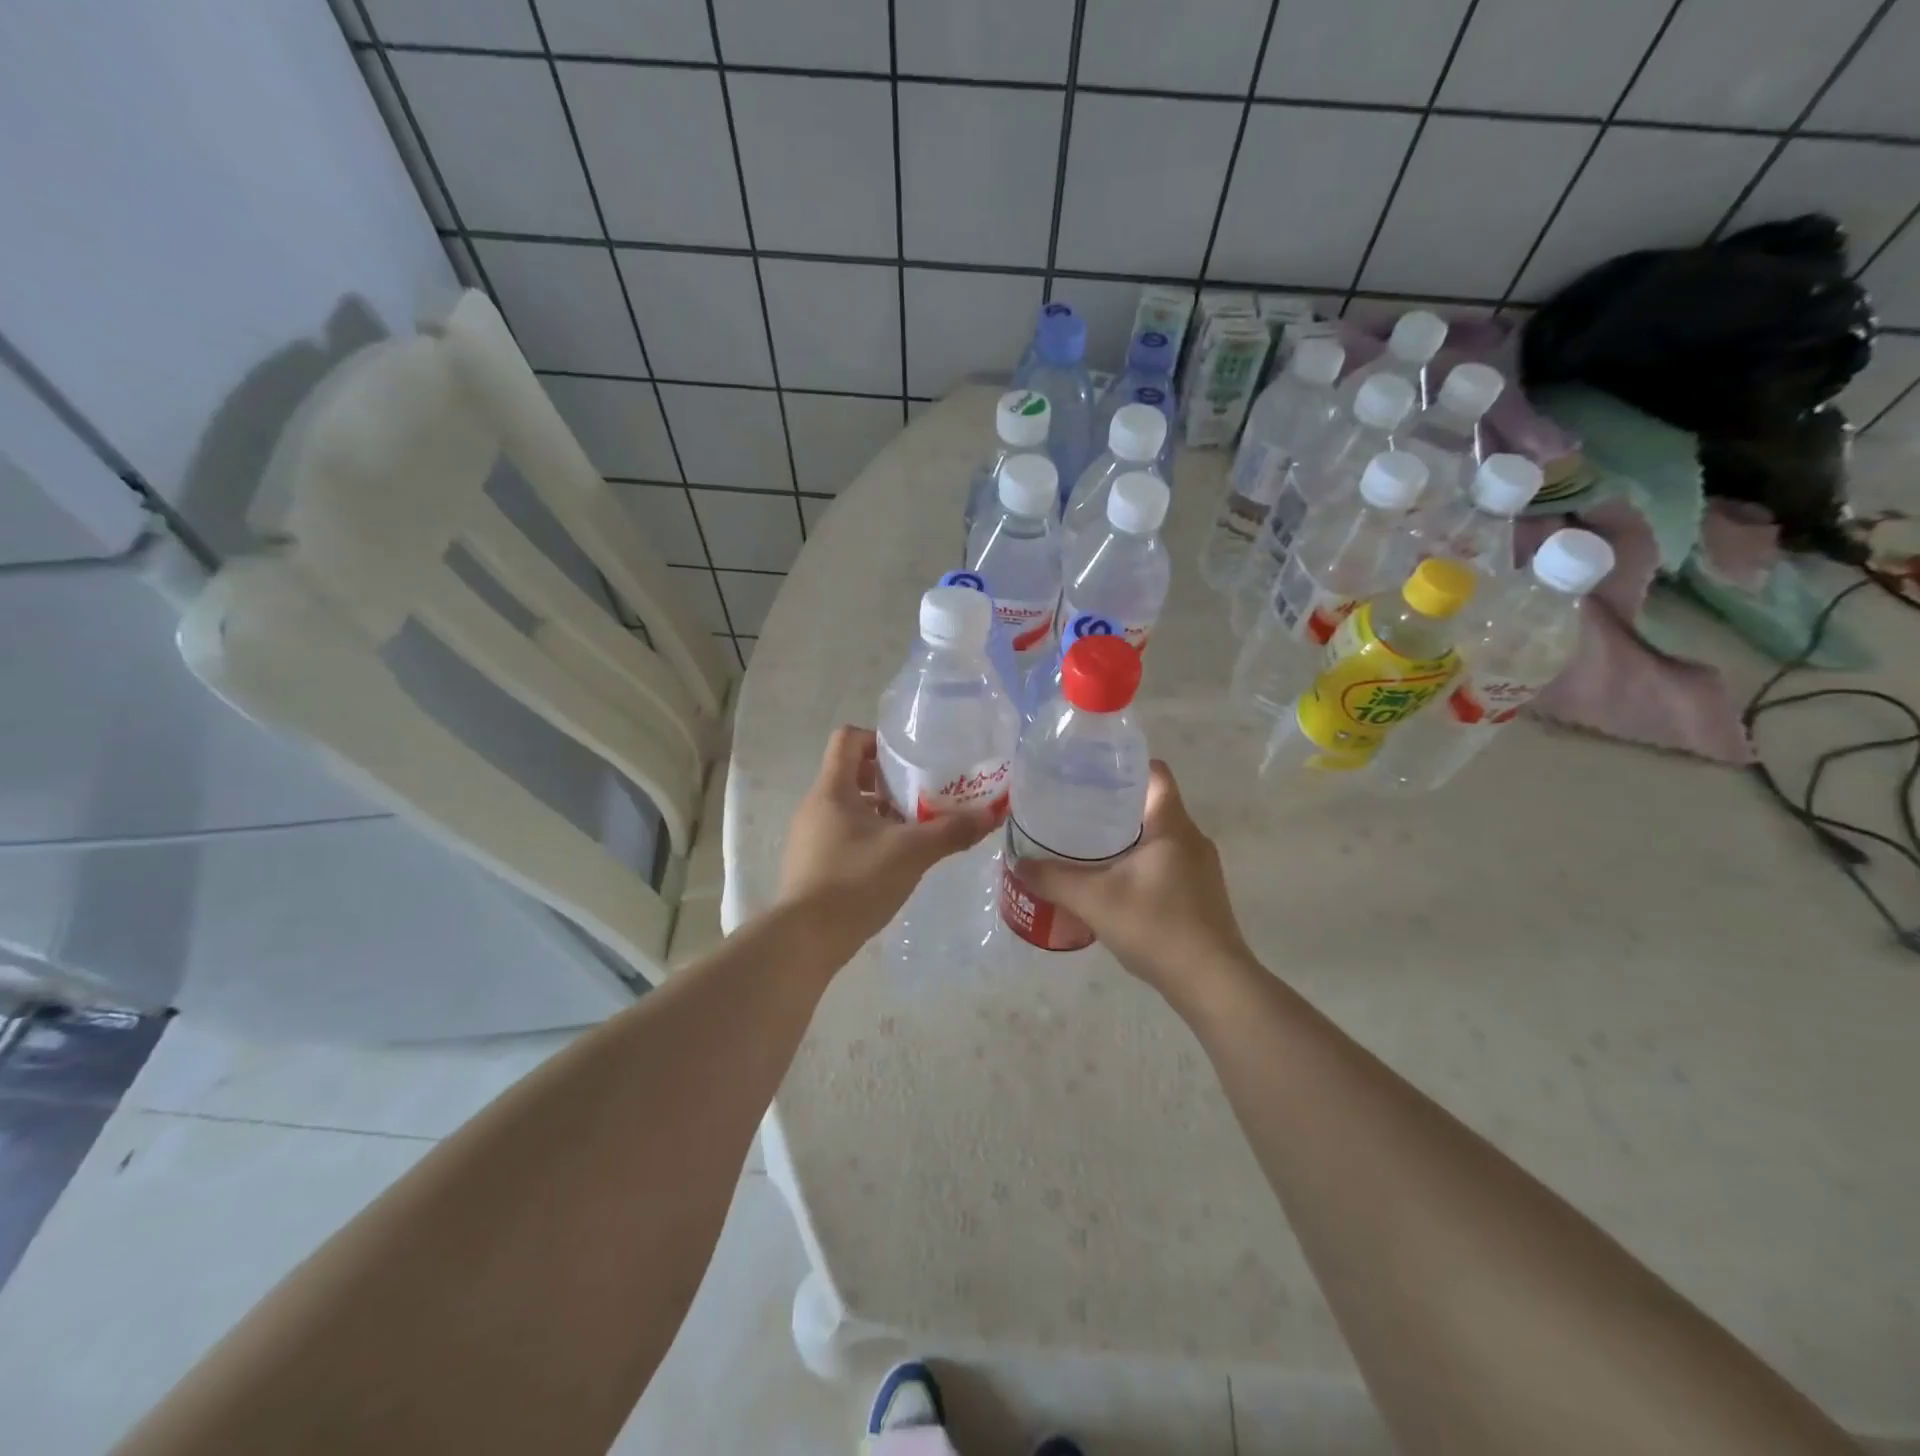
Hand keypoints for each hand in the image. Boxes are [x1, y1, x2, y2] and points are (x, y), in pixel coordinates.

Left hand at [777, 726, 1002, 944]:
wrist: (806, 939)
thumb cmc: (856, 881)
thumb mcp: (912, 852)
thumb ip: (951, 831)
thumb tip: (991, 816)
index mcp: (832, 789)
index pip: (848, 739)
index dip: (878, 740)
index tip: (909, 758)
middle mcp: (815, 806)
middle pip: (850, 772)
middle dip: (887, 779)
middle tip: (920, 793)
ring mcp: (809, 836)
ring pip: (848, 806)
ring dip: (879, 810)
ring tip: (913, 827)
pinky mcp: (811, 863)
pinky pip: (841, 834)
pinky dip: (867, 835)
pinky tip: (893, 859)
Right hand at [1014, 761, 1252, 997]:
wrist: (1212, 983)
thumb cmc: (1156, 926)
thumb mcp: (1094, 900)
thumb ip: (1054, 879)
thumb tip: (1019, 862)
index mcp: (1172, 825)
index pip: (1156, 773)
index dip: (1125, 766)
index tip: (1091, 772)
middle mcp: (1193, 839)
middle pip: (1154, 805)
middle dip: (1117, 804)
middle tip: (1077, 811)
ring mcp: (1202, 869)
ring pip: (1161, 837)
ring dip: (1129, 837)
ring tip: (1089, 846)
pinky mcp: (1203, 895)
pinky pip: (1168, 863)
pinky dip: (1142, 863)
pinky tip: (1115, 884)